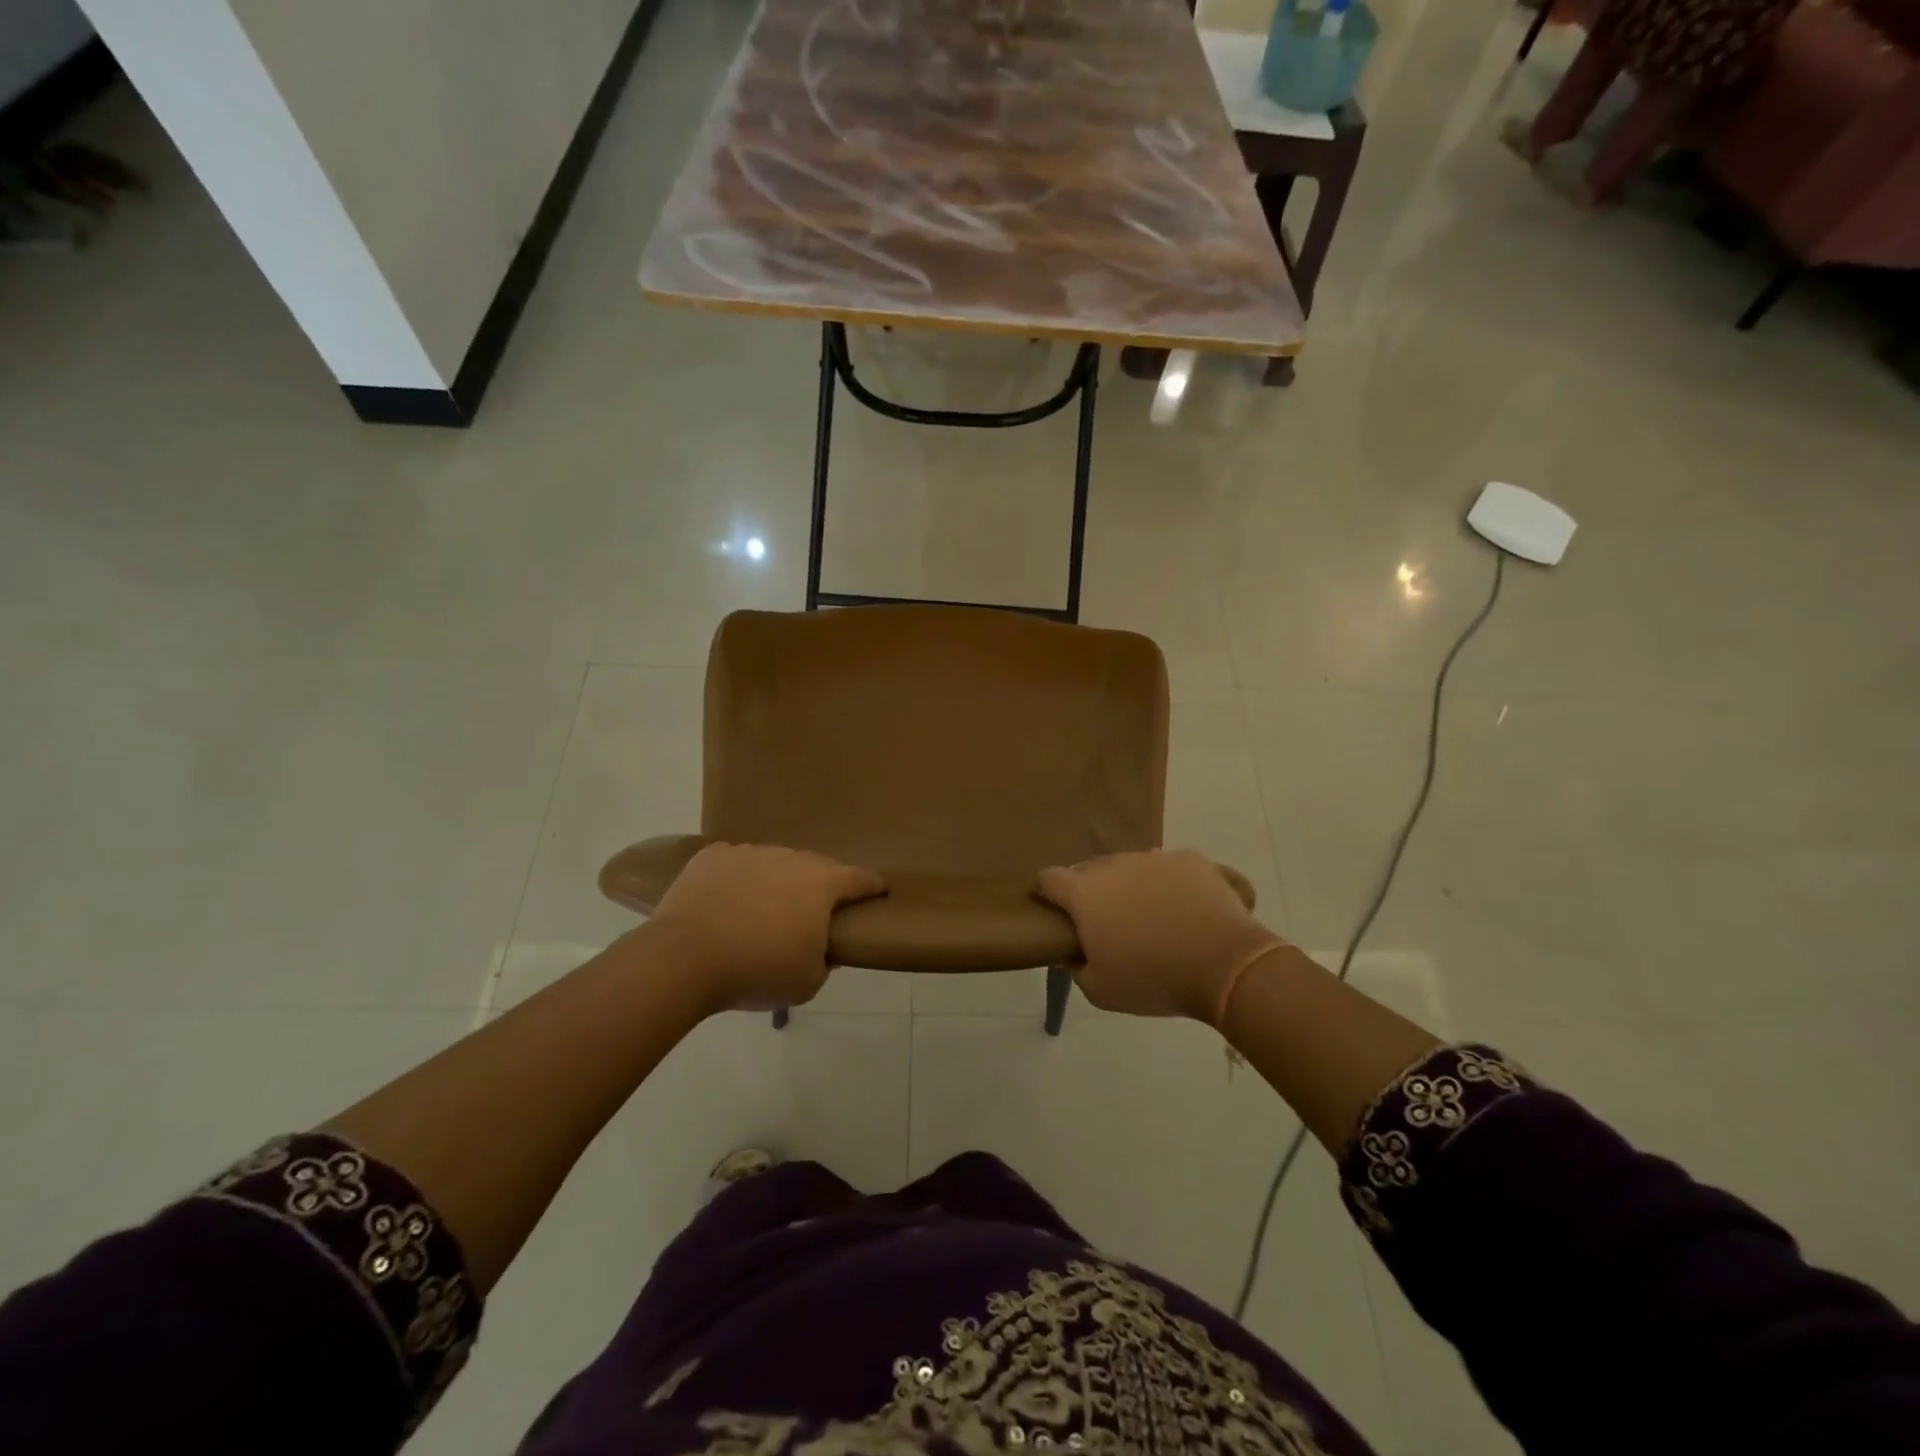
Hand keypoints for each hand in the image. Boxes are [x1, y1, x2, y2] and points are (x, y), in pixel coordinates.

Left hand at [640, 843, 886, 1012]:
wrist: (684, 958)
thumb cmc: (757, 970)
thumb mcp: (807, 982)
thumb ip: (825, 960)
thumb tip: (823, 948)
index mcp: (821, 885)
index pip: (860, 878)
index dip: (873, 885)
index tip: (880, 890)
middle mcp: (790, 859)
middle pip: (816, 866)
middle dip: (821, 885)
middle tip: (814, 911)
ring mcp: (750, 852)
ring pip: (775, 862)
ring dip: (778, 881)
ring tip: (764, 910)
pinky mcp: (713, 856)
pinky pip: (736, 863)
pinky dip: (739, 879)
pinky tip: (728, 901)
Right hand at [1035, 850, 1282, 1023]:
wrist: (1226, 965)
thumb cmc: (1155, 980)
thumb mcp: (1101, 992)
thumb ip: (1078, 968)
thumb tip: (1074, 953)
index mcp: (1084, 893)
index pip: (1048, 878)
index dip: (1046, 892)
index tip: (1052, 909)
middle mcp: (1114, 865)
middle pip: (1090, 870)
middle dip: (1091, 891)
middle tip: (1106, 922)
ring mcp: (1154, 857)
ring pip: (1129, 866)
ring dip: (1129, 884)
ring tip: (1149, 915)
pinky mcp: (1190, 858)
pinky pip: (1168, 866)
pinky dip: (1168, 882)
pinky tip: (1183, 907)